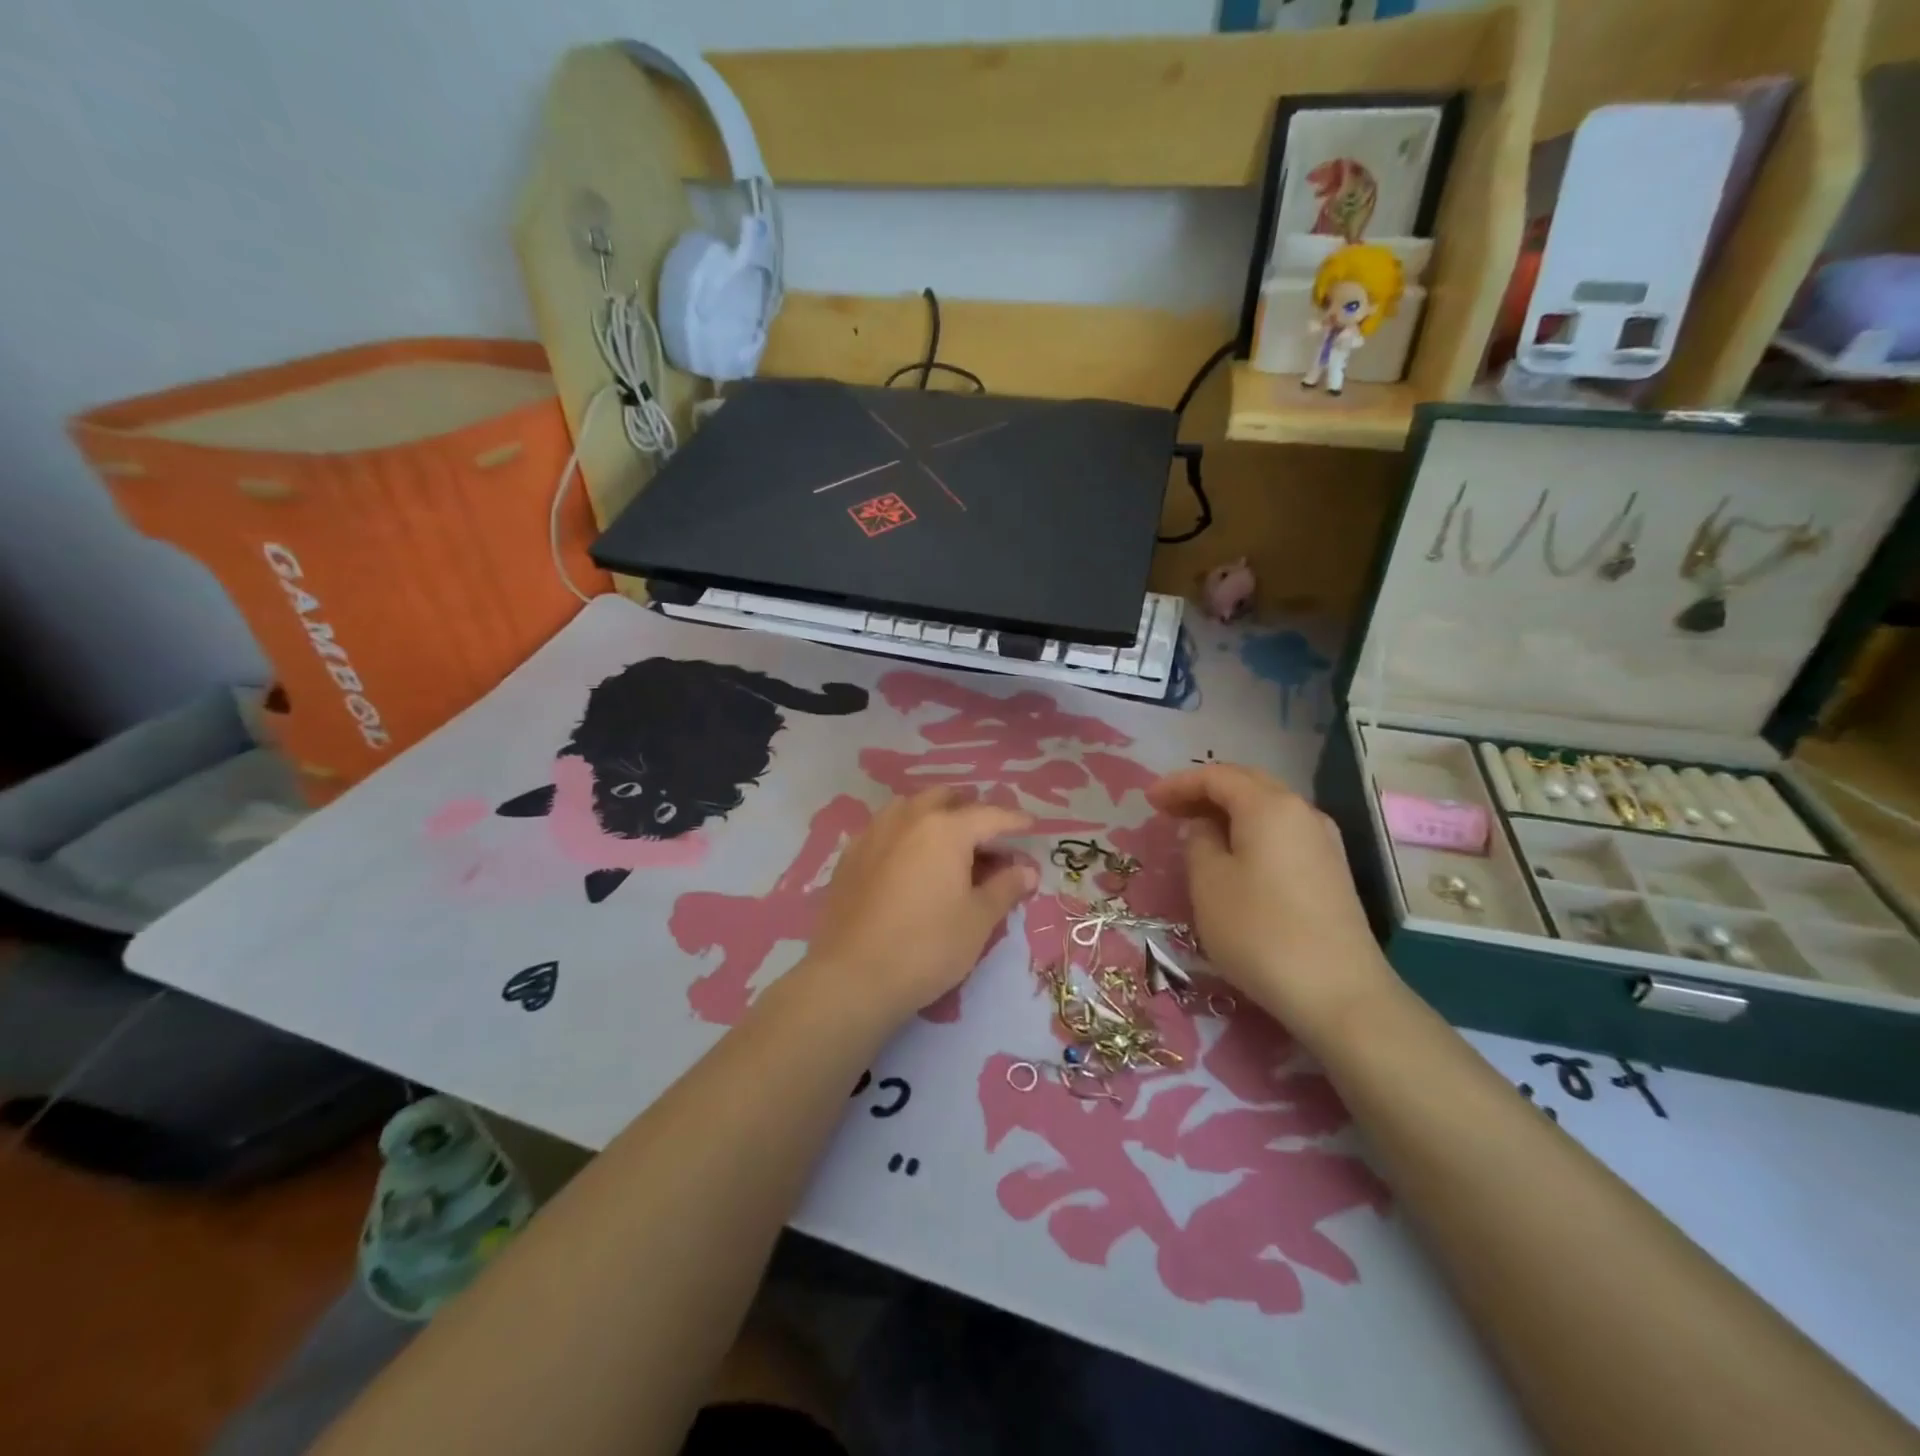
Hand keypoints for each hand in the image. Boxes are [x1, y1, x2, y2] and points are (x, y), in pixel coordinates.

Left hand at [803, 788, 1037, 1025]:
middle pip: (946, 799)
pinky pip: (886, 828)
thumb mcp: (978, 920)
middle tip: (988, 838)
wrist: (852, 976)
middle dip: (971, 811)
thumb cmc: (927, 946)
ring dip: (935, 815)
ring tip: (948, 844)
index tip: (1031, 826)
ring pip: (911, 808)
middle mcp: (908, 818)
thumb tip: (1027, 870)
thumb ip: (1006, 887)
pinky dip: (906, 833)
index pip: (990, 815)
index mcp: (945, 829)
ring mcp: (874, 833)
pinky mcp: (850, 855)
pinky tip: (910, 860)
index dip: (1014, 821)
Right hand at [1148, 763, 1399, 1046]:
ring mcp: (1323, 841)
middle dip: (1205, 792)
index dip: (1179, 784)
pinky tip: (1234, 856)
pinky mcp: (1331, 871)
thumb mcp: (1209, 883)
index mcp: (1269, 806)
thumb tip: (1206, 827)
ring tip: (1197, 832)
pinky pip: (1282, 833)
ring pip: (1267, 809)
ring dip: (1229, 812)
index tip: (1148, 800)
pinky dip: (1251, 832)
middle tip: (1170, 810)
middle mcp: (1302, 812)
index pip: (1217, 776)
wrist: (1339, 992)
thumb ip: (1199, 842)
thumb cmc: (1260, 931)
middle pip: (1247, 784)